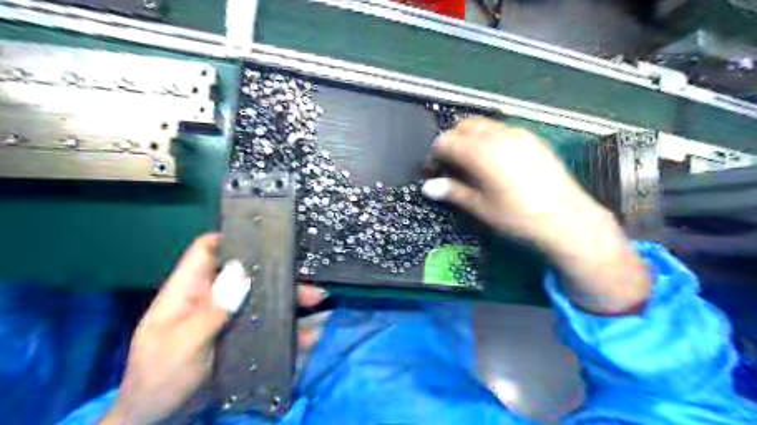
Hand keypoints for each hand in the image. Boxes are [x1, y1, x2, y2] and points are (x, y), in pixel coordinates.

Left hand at [98, 234, 325, 423]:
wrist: (158, 420)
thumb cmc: (159, 378)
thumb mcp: (183, 344)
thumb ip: (212, 309)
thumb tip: (240, 271)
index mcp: (188, 291)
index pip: (207, 250)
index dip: (233, 238)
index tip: (266, 237)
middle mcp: (211, 298)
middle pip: (247, 275)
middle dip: (277, 274)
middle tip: (307, 278)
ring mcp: (227, 318)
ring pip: (262, 298)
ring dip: (289, 299)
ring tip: (318, 300)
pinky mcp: (239, 336)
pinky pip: (267, 325)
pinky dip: (287, 327)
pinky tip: (309, 333)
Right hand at [425, 117, 649, 312]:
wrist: (567, 220)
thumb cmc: (518, 218)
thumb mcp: (481, 207)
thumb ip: (453, 192)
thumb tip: (428, 187)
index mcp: (481, 153)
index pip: (445, 142)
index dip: (435, 156)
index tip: (434, 172)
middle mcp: (498, 136)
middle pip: (463, 126)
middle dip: (451, 142)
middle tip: (451, 166)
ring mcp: (518, 133)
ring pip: (483, 124)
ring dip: (470, 138)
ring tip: (472, 163)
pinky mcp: (532, 138)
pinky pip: (502, 128)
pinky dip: (489, 137)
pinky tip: (495, 160)